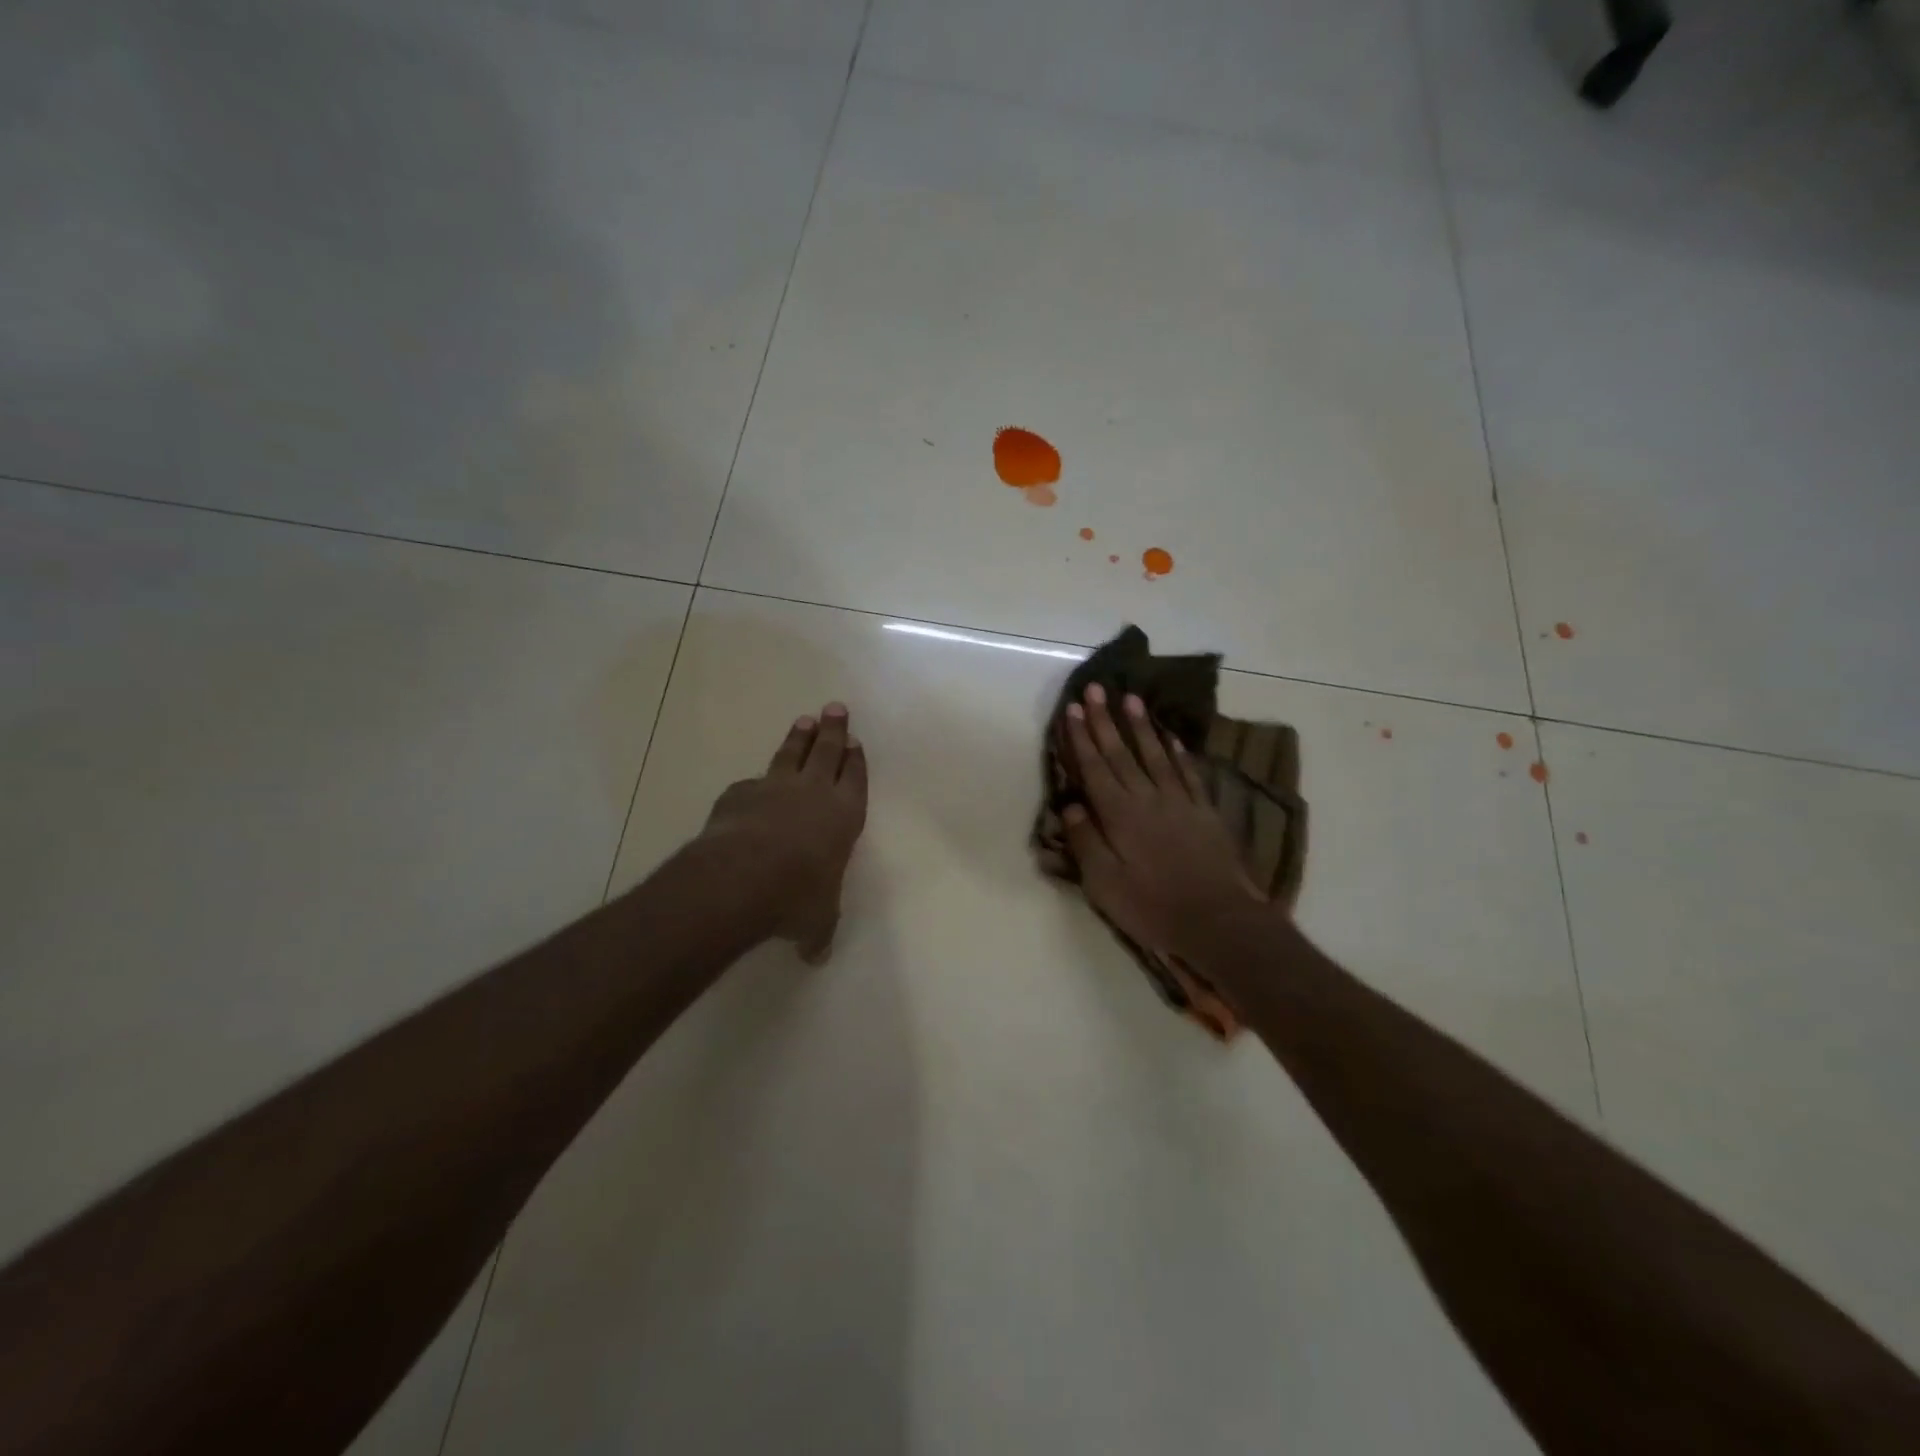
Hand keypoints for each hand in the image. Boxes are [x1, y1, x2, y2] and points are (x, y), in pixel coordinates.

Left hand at [702, 703, 868, 962]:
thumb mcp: (815, 921)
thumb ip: (818, 932)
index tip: (855, 741)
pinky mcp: (740, 793)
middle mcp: (813, 793)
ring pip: (792, 755)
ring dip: (799, 738)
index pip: (854, 780)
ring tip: (805, 720)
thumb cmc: (796, 897)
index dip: (856, 761)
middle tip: (835, 708)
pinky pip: (753, 782)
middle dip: (833, 731)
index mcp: (843, 817)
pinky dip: (757, 781)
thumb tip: (816, 957)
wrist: (743, 877)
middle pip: (827, 752)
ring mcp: (775, 788)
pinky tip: (754, 783)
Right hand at [1060, 684, 1265, 959]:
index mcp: (1119, 814)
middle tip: (1096, 689)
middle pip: (1122, 753)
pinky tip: (1172, 736)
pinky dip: (1178, 752)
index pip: (1094, 767)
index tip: (1072, 709)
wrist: (1218, 920)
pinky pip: (1188, 773)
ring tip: (1132, 699)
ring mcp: (1180, 802)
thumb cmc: (1152, 906)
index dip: (1081, 737)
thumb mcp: (1104, 883)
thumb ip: (1085, 841)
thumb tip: (1070, 805)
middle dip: (1105, 720)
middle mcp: (1147, 798)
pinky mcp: (1205, 811)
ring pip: (1156, 754)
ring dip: (1141, 726)